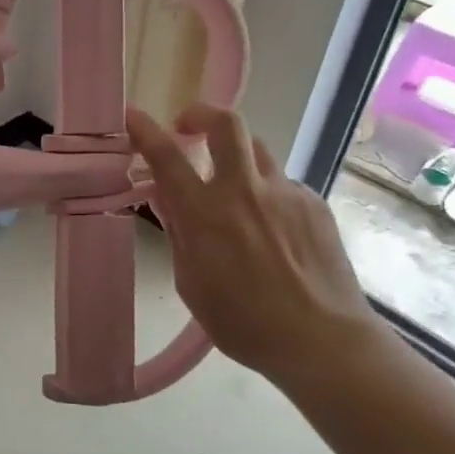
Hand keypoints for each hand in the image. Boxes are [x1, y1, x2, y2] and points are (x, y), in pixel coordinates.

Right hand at [126, 103, 383, 392]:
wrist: (321, 340)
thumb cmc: (243, 323)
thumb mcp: (191, 283)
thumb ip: (179, 234)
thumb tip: (167, 199)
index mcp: (206, 214)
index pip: (168, 157)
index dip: (146, 131)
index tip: (133, 116)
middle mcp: (246, 191)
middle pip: (226, 124)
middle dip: (201, 114)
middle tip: (188, 127)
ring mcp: (285, 193)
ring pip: (257, 151)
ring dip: (235, 157)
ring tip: (231, 188)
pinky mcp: (314, 204)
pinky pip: (282, 184)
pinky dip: (265, 194)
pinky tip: (270, 229)